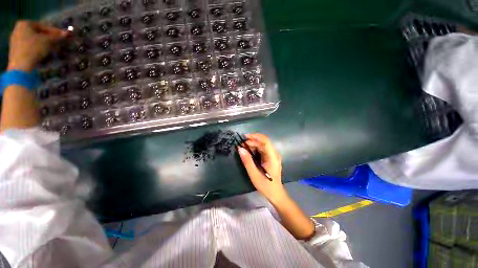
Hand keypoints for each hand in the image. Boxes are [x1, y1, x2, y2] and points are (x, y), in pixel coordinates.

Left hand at [7, 21, 67, 71]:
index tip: (63, 36)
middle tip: (58, 43)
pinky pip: (28, 47)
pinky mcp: (15, 51)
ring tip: (52, 49)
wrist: (21, 67)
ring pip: (33, 41)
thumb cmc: (34, 49)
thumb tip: (67, 33)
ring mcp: (15, 41)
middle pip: (37, 33)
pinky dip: (36, 49)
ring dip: (43, 44)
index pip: (43, 26)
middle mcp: (18, 29)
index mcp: (25, 23)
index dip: (55, 32)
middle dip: (48, 38)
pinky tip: (42, 54)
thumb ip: (58, 37)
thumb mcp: (49, 41)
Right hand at [238, 133, 286, 203]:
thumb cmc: (266, 186)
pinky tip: (248, 152)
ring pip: (262, 145)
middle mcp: (274, 154)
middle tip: (241, 145)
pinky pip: (262, 150)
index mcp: (272, 157)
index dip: (255, 136)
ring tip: (243, 148)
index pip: (265, 141)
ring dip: (253, 145)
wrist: (275, 194)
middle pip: (263, 142)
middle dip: (252, 141)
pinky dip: (255, 149)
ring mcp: (273, 156)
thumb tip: (240, 149)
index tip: (245, 136)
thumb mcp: (254, 174)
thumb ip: (247, 161)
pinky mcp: (270, 158)